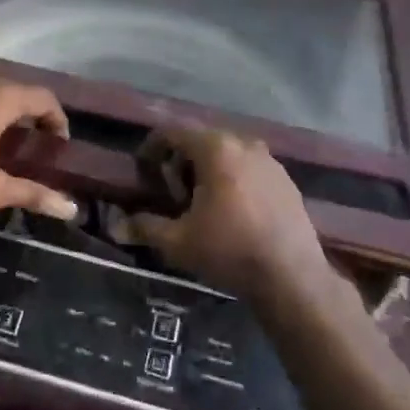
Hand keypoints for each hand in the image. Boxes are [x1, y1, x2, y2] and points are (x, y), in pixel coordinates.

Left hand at [0, 77, 78, 219]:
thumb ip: (32, 195)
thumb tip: (71, 208)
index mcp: (1, 99)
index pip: (44, 97)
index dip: (57, 118)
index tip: (59, 142)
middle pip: (16, 90)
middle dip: (30, 113)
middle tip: (33, 142)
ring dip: (1, 111)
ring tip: (0, 141)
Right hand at [126, 126, 326, 297]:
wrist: (293, 278)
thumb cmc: (230, 252)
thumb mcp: (179, 242)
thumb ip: (145, 227)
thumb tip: (116, 225)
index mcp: (215, 149)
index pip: (173, 132)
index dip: (152, 147)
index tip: (143, 169)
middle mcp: (244, 144)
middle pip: (201, 140)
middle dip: (181, 161)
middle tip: (172, 193)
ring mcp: (270, 160)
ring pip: (227, 153)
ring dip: (208, 170)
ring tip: (201, 204)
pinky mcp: (286, 179)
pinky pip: (249, 168)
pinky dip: (233, 179)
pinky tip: (232, 211)